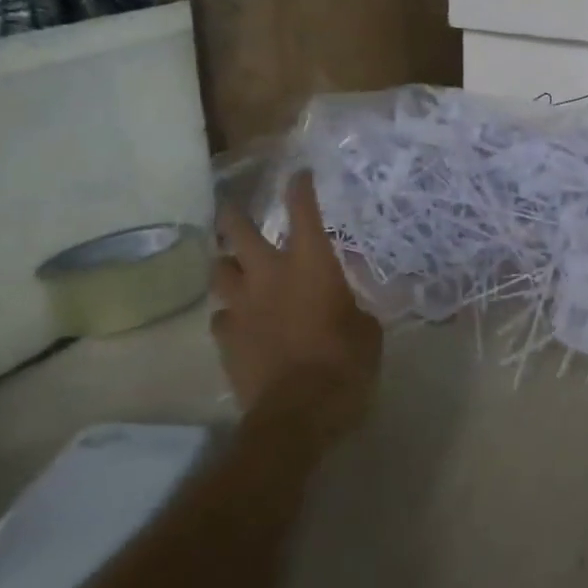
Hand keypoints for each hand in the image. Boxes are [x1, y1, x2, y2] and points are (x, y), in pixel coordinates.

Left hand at [211, 173, 381, 451]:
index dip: (300, 188)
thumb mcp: (367, 330)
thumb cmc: (345, 363)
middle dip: (234, 213)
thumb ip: (353, 308)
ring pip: (219, 270)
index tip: (299, 174)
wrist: (298, 412)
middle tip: (234, 206)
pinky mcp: (226, 339)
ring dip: (227, 265)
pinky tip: (239, 322)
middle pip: (237, 230)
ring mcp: (242, 306)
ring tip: (235, 268)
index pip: (304, 212)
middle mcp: (270, 274)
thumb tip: (344, 303)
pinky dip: (230, 315)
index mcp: (312, 264)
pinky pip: (220, 318)